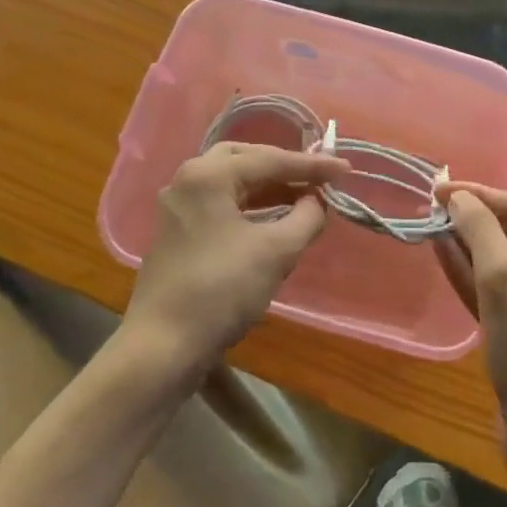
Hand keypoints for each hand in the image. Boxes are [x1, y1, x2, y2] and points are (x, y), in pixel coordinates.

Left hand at [121, 143, 347, 376]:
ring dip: (267, 187)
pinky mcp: (177, 232)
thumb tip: (317, 201)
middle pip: (245, 160)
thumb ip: (306, 218)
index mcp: (209, 175)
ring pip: (231, 182)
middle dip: (283, 167)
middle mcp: (188, 180)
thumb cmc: (220, 290)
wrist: (161, 347)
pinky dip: (250, 205)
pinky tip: (272, 220)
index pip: (270, 160)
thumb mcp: (276, 252)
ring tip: (302, 197)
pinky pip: (221, 203)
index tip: (344, 169)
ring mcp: (179, 207)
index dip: (312, 166)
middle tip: (315, 177)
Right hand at [437, 183, 506, 474]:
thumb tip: (459, 198)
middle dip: (468, 216)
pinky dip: (465, 272)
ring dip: (463, 242)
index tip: (435, 190)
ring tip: (428, 227)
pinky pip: (488, 288)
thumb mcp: (504, 276)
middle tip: (426, 209)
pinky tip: (441, 259)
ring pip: (493, 259)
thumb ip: (480, 229)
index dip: (475, 193)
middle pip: (505, 230)